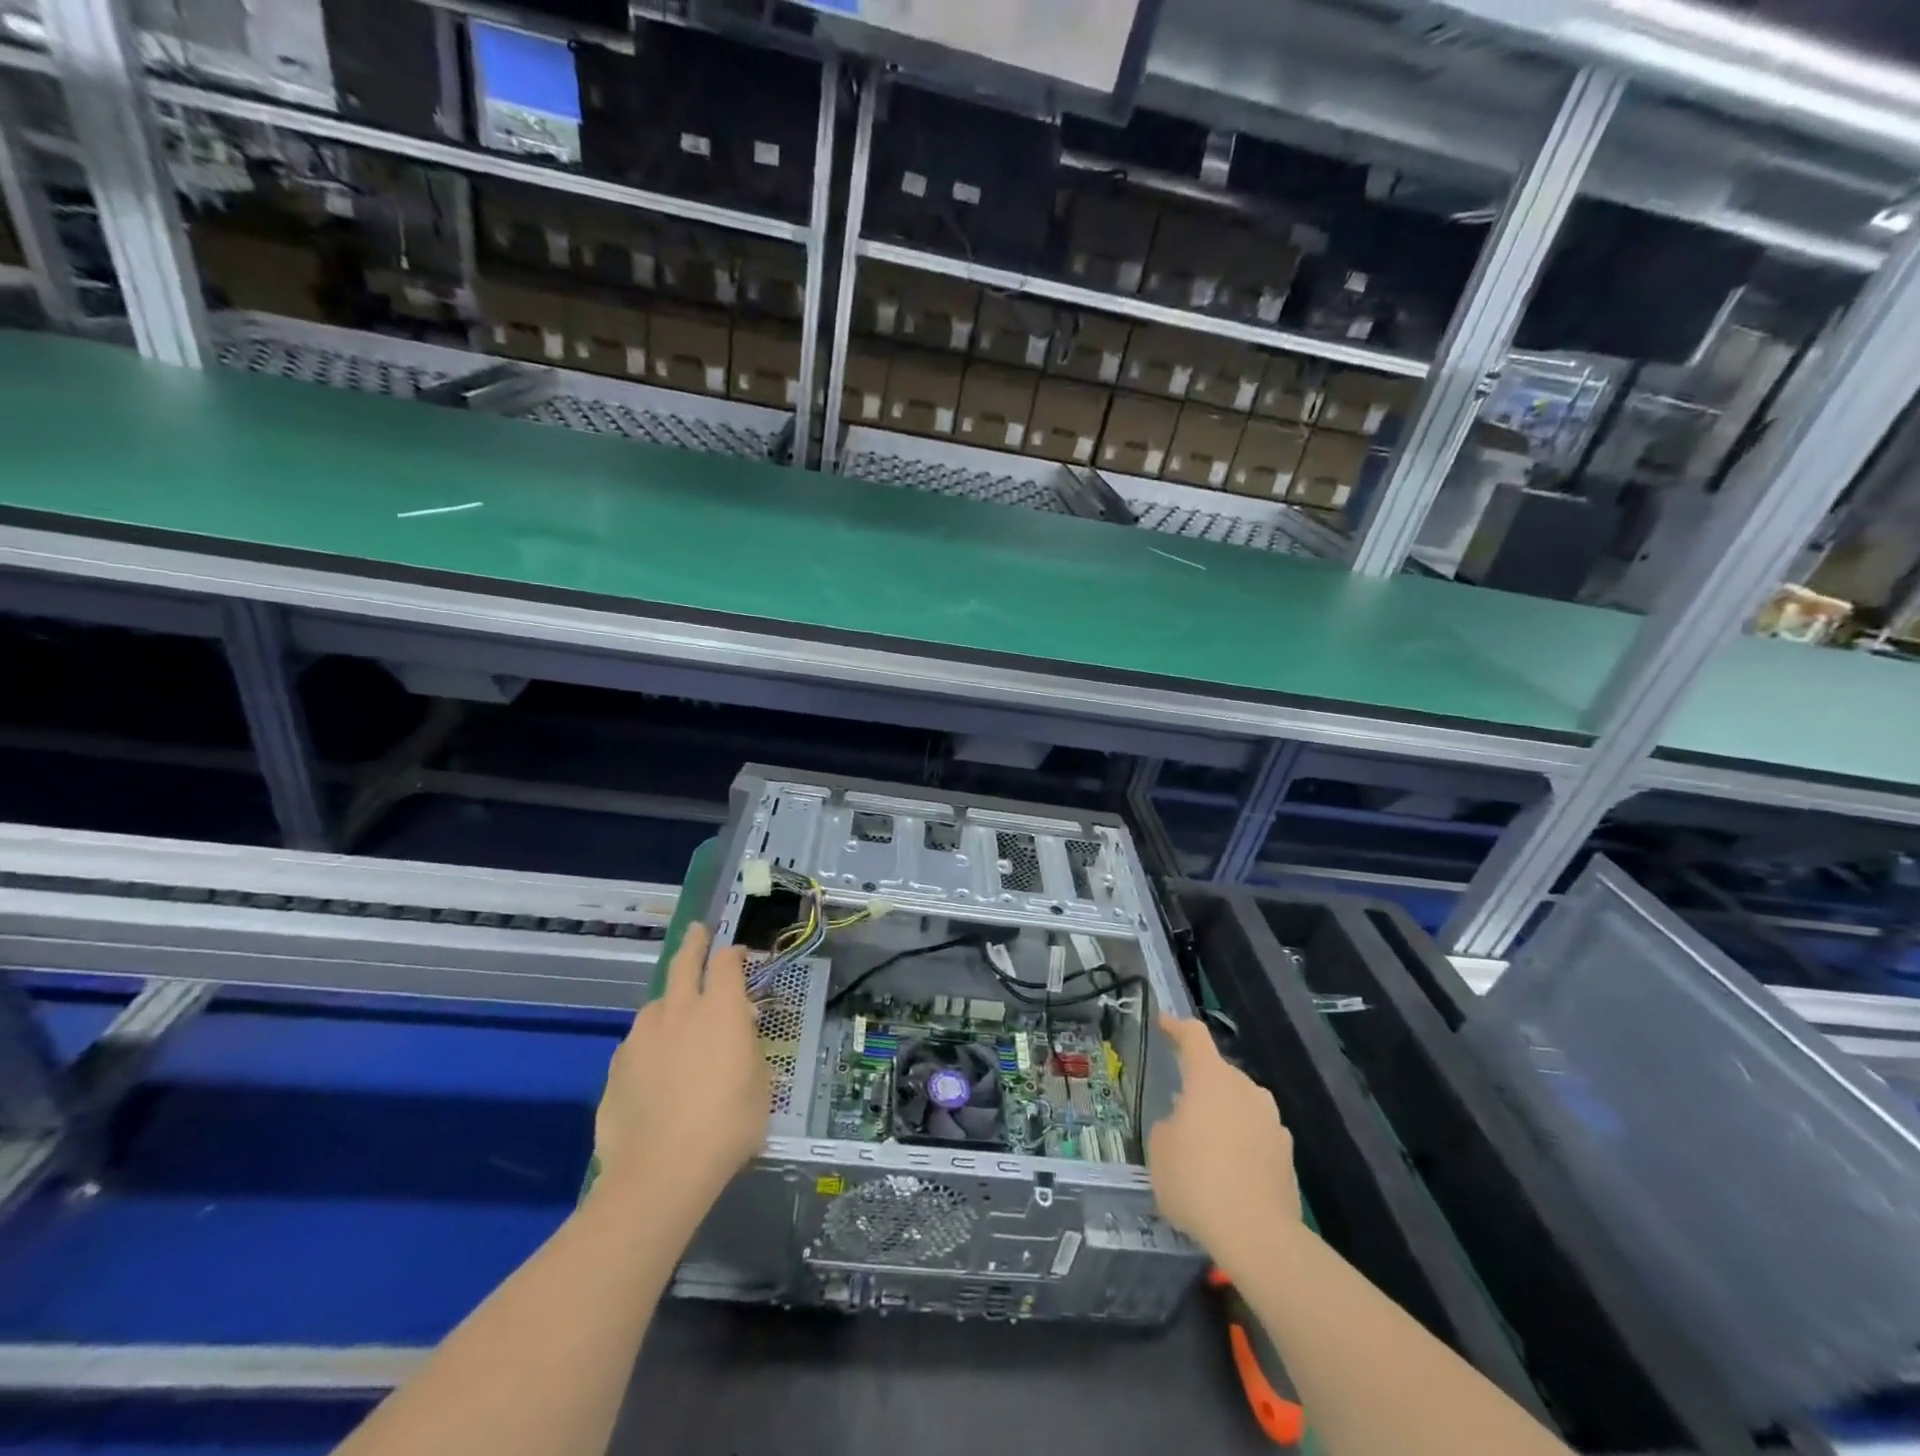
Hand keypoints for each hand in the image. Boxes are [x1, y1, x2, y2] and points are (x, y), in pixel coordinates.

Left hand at [595, 924, 770, 1205]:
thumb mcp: (760, 1085)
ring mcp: (642, 1037)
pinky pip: (637, 1043)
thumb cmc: (728, 1125)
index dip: (734, 954)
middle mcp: (679, 1010)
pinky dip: (650, 1044)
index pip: (727, 963)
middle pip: (684, 963)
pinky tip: (654, 1068)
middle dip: (694, 943)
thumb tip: (737, 1034)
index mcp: (720, 1009)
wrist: (661, 1172)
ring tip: (677, 1020)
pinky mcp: (616, 1067)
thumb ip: (748, 1049)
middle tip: (698, 931)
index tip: (738, 954)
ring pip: (656, 1005)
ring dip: (670, 1002)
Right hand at [1148, 1012, 1300, 1274]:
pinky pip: (1257, 1135)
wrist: (1257, 1236)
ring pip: (1242, 1104)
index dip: (1176, 1027)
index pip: (1194, 1036)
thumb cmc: (1197, 1181)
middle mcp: (1246, 1089)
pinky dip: (1242, 1144)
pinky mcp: (1288, 1155)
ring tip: (1207, 1142)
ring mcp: (1272, 1121)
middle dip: (1201, 1084)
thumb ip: (1168, 1126)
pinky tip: (1230, 1173)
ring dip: (1224, 1114)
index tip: (1164, 1024)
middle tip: (1181, 1107)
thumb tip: (1182, 1126)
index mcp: (1211, 1078)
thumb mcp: (1159, 1150)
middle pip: (1220, 1073)